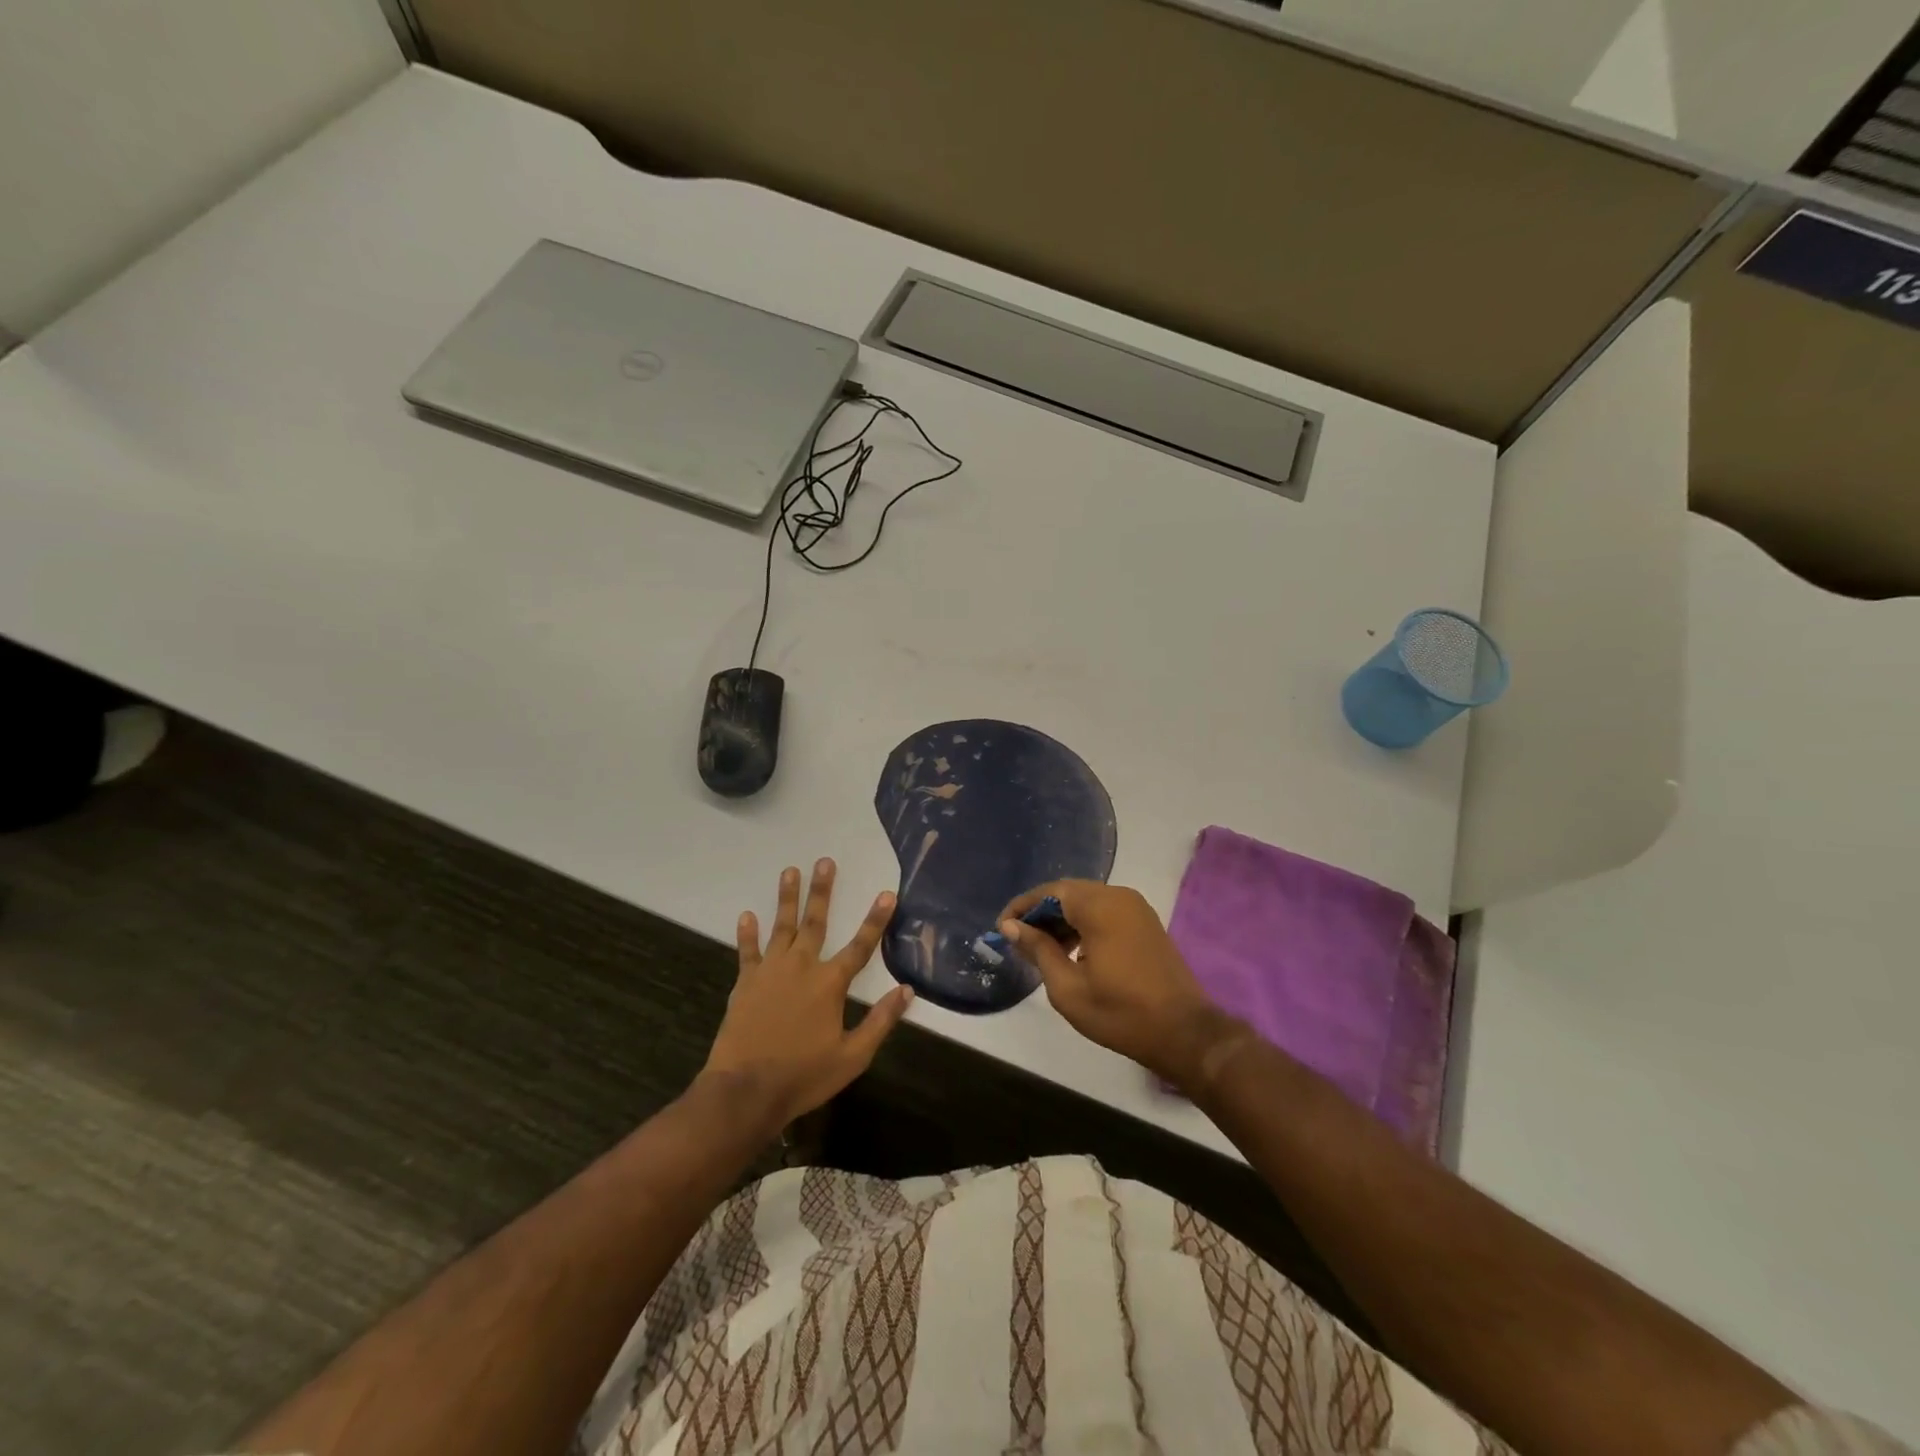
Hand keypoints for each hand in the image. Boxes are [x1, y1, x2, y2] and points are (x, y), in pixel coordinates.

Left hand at [703, 858, 912, 1131]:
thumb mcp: (853, 1056)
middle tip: (825, 862)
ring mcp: (770, 971)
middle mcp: (802, 967)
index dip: (876, 919)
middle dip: (822, 890)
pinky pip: (748, 951)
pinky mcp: (745, 983)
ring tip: (790, 870)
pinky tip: (746, 915)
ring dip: (786, 897)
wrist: (746, 1091)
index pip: (861, 945)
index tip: (887, 893)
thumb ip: (881, 1021)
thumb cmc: (804, 1076)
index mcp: (830, 983)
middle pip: (815, 922)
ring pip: (781, 926)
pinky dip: (747, 933)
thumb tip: (907, 991)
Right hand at [999, 880, 1247, 1091]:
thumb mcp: (1068, 988)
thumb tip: (1011, 927)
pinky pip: (1105, 912)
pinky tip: (1072, 952)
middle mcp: (1119, 896)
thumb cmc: (1121, 1013)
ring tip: (1041, 950)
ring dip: (1062, 919)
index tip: (1001, 929)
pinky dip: (1083, 925)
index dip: (1022, 908)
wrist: (1184, 1033)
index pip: (1050, 892)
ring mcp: (1136, 908)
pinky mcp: (1146, 923)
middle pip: (1068, 893)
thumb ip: (1038, 950)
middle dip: (1040, 913)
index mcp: (1099, 906)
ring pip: (1087, 902)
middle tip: (1018, 940)